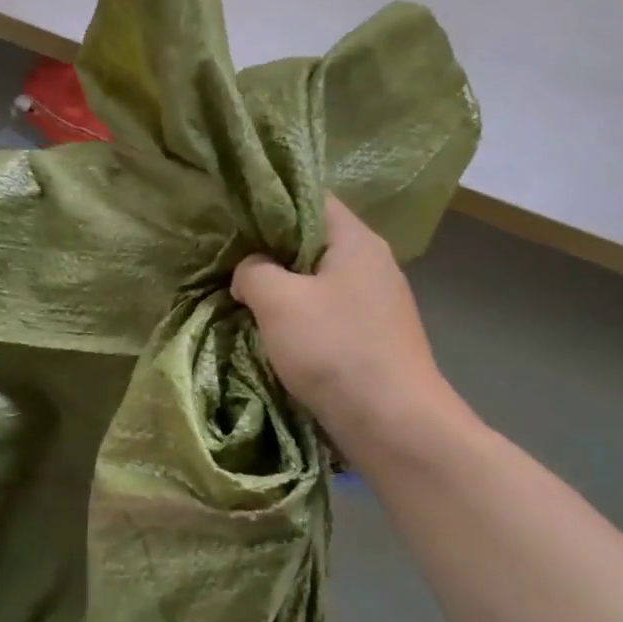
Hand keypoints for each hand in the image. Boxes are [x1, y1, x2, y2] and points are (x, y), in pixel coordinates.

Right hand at [231, 195, 467, 460]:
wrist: (392, 423)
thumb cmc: (334, 349)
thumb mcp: (278, 301)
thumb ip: (254, 271)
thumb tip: (250, 271)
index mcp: (356, 240)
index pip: (311, 198)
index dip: (270, 204)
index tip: (234, 223)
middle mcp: (372, 263)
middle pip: (313, 241)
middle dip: (270, 253)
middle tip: (230, 265)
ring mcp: (376, 302)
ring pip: (318, 281)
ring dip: (283, 291)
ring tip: (244, 300)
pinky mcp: (372, 337)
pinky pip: (327, 313)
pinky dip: (300, 319)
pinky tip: (275, 335)